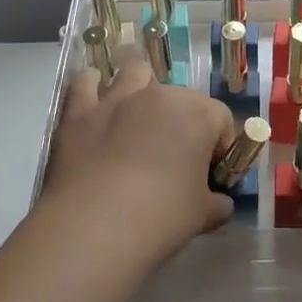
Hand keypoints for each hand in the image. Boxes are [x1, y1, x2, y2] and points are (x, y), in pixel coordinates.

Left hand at [38, 49, 237, 261]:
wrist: (94, 228)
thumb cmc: (160, 218)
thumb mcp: (203, 216)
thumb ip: (217, 203)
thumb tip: (219, 201)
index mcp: (197, 116)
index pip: (221, 119)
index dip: (219, 146)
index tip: (210, 174)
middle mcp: (159, 96)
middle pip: (181, 96)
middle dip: (183, 121)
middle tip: (174, 158)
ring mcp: (116, 99)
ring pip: (135, 74)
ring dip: (141, 89)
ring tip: (138, 117)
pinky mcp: (80, 112)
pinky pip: (86, 83)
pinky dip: (92, 86)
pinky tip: (95, 99)